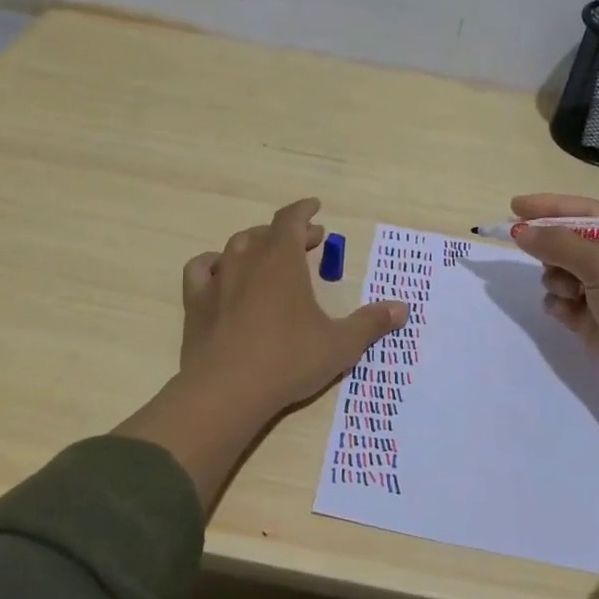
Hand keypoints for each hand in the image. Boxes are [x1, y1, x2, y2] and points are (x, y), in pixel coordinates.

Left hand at [179, 198, 407, 416]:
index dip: (304, 210)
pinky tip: (221, 274)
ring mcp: (217, 281)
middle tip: (309, 241)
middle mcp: (247, 261)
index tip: (316, 207)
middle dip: (289, 232)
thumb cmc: (289, 361)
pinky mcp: (195, 304)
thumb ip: (370, 323)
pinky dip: (214, 264)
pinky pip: (201, 269)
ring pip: (235, 247)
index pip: (291, 219)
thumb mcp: (340, 344)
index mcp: (282, 261)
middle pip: (267, 233)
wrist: (227, 391)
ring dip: (255, 244)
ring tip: (268, 254)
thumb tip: (402, 308)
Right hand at [509, 192, 598, 416]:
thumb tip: (521, 231)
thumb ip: (559, 244)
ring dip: (556, 278)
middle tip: (526, 248)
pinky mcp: (595, 323)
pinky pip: (564, 304)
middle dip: (551, 247)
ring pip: (563, 274)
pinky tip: (565, 312)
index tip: (515, 206)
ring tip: (567, 292)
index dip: (551, 207)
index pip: (587, 213)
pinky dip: (559, 305)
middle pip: (572, 243)